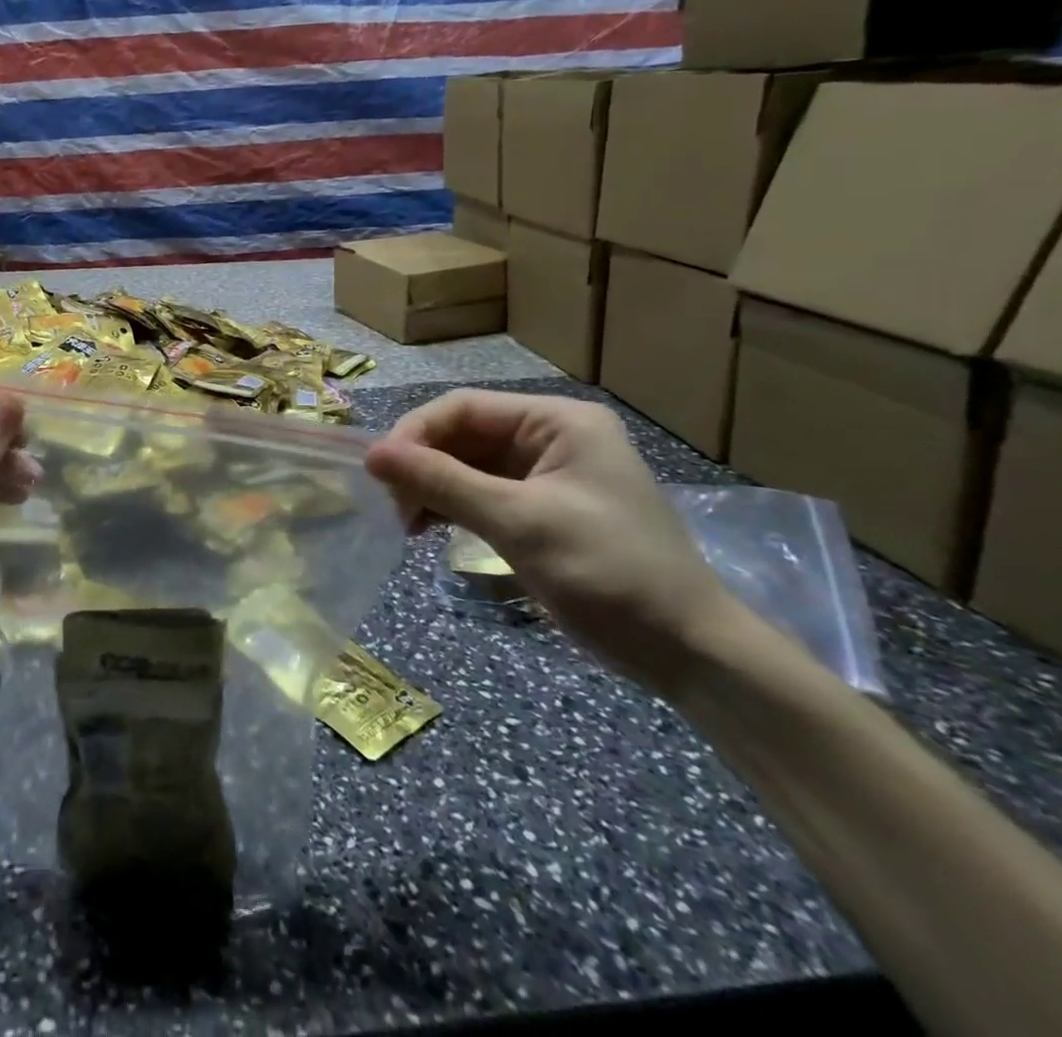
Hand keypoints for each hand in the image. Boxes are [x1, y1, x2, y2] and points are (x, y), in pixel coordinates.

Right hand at [365, 390, 736, 692]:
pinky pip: (481, 493)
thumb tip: (371, 454)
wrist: (689, 653)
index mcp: (557, 421)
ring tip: (406, 524)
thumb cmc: (608, 573)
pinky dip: (451, 507)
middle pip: (463, 434)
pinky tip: (428, 529)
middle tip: (392, 507)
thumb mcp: (518, 522)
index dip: (414, 433)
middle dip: (422, 466)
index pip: (463, 407)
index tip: (378, 473)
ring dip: (431, 488)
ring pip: (466, 465)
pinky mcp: (542, 509)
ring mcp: (547, 474)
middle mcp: (551, 437)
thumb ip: (441, 482)